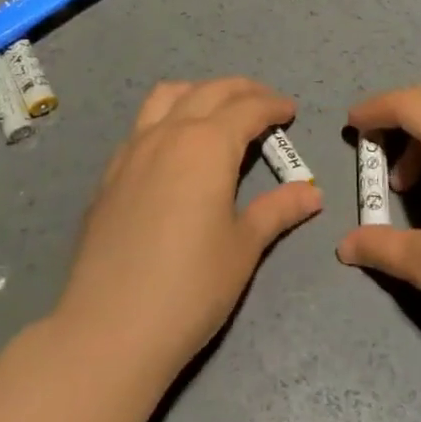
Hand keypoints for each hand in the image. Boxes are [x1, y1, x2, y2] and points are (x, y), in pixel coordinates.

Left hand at [53, 78, 322, 379]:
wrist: (108, 330)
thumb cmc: (189, 288)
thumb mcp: (243, 248)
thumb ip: (277, 210)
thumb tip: (312, 192)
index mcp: (208, 144)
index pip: (248, 108)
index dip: (273, 106)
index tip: (290, 111)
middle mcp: (169, 133)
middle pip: (210, 91)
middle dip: (242, 90)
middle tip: (265, 104)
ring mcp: (133, 150)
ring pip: (168, 96)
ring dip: (199, 92)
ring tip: (218, 111)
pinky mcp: (110, 173)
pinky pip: (142, 124)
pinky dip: (168, 117)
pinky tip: (175, 149)